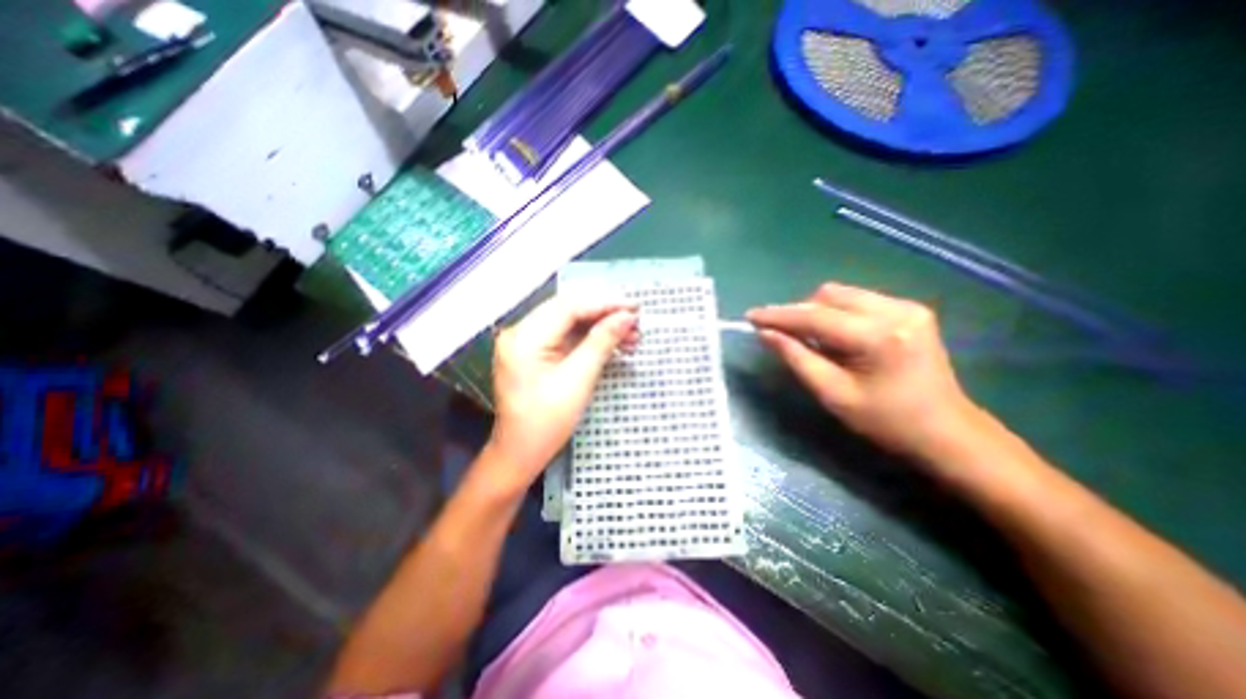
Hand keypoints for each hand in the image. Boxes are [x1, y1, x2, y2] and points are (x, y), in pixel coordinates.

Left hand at [485, 295, 636, 484]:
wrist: (521, 453)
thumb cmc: (547, 423)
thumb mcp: (578, 380)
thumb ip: (601, 343)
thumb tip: (626, 317)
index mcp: (524, 338)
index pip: (568, 307)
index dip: (604, 304)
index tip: (634, 308)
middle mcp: (520, 332)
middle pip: (568, 310)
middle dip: (604, 314)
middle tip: (635, 322)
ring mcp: (525, 341)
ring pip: (569, 322)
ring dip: (600, 327)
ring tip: (630, 337)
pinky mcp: (534, 351)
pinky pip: (565, 336)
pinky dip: (590, 338)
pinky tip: (612, 343)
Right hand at [749, 281, 983, 458]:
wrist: (946, 431)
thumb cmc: (886, 422)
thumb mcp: (833, 394)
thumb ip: (797, 358)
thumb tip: (766, 333)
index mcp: (878, 337)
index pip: (815, 315)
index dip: (779, 315)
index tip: (751, 316)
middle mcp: (895, 310)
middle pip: (828, 295)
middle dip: (799, 312)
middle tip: (782, 334)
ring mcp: (907, 306)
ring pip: (842, 294)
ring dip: (817, 312)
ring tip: (809, 338)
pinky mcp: (910, 310)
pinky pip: (858, 300)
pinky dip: (837, 314)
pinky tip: (835, 336)